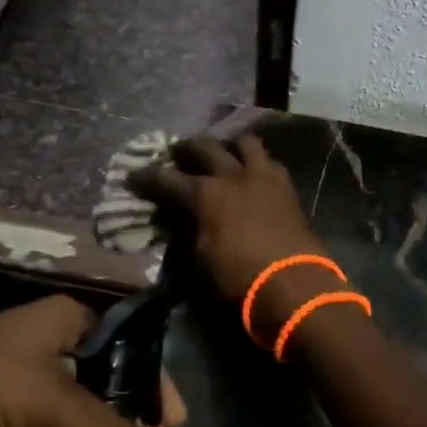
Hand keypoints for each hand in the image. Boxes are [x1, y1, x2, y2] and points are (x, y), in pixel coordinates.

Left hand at [0, 295, 183, 426]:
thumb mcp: (55, 407)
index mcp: (69, 320)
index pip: (130, 348)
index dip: (156, 383)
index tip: (175, 424)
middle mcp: (50, 341)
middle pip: (105, 381)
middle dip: (128, 419)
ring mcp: (24, 375)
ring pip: (76, 410)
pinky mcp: (2, 409)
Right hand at [130, 134, 336, 337]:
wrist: (293, 284)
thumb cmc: (239, 279)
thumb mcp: (199, 261)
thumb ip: (187, 233)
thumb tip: (179, 221)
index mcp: (205, 195)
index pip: (166, 179)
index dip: (146, 178)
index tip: (133, 177)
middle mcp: (233, 176)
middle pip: (205, 147)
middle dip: (187, 148)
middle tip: (178, 154)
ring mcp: (264, 177)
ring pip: (245, 143)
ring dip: (230, 146)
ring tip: (224, 154)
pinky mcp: (288, 187)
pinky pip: (270, 162)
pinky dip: (257, 163)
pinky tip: (253, 174)